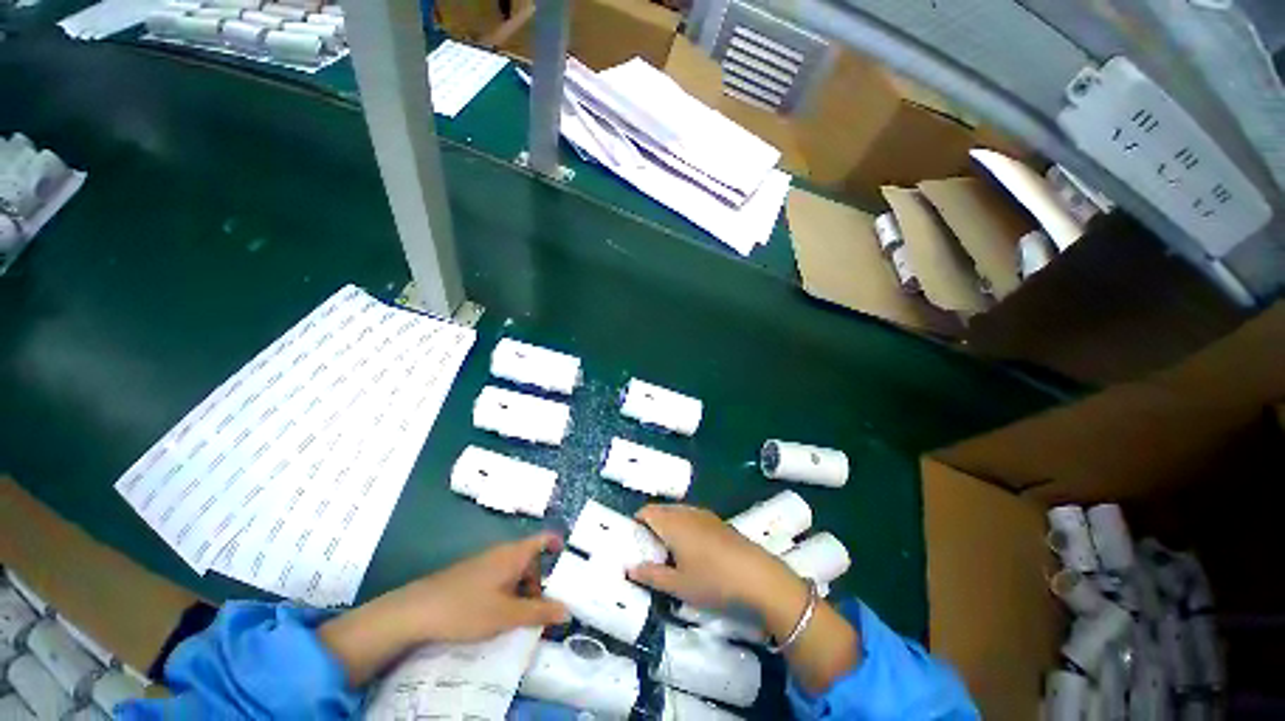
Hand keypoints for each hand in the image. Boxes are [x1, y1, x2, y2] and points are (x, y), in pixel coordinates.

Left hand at [394, 532, 570, 642]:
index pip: (543, 538)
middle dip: (538, 583)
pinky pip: (498, 579)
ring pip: (513, 572)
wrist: (415, 611)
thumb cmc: (467, 608)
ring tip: (517, 618)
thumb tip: (567, 611)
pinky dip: (505, 593)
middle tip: (540, 610)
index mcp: (514, 554)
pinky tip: (495, 616)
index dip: (557, 543)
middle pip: (529, 560)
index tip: (567, 558)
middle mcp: (501, 553)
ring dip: (521, 591)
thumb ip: (539, 612)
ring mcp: (484, 563)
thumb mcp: (506, 615)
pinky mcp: (470, 575)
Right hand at [627, 504, 804, 613]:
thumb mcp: (678, 585)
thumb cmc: (713, 581)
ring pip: (678, 512)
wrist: (757, 576)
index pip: (647, 511)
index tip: (634, 540)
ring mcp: (704, 514)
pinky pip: (693, 516)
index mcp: (672, 523)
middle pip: (662, 509)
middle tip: (649, 548)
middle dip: (652, 523)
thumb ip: (651, 575)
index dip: (637, 522)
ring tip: (669, 550)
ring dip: (669, 524)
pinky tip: (693, 548)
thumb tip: (630, 568)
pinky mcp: (718, 521)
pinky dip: (684, 526)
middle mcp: (686, 512)